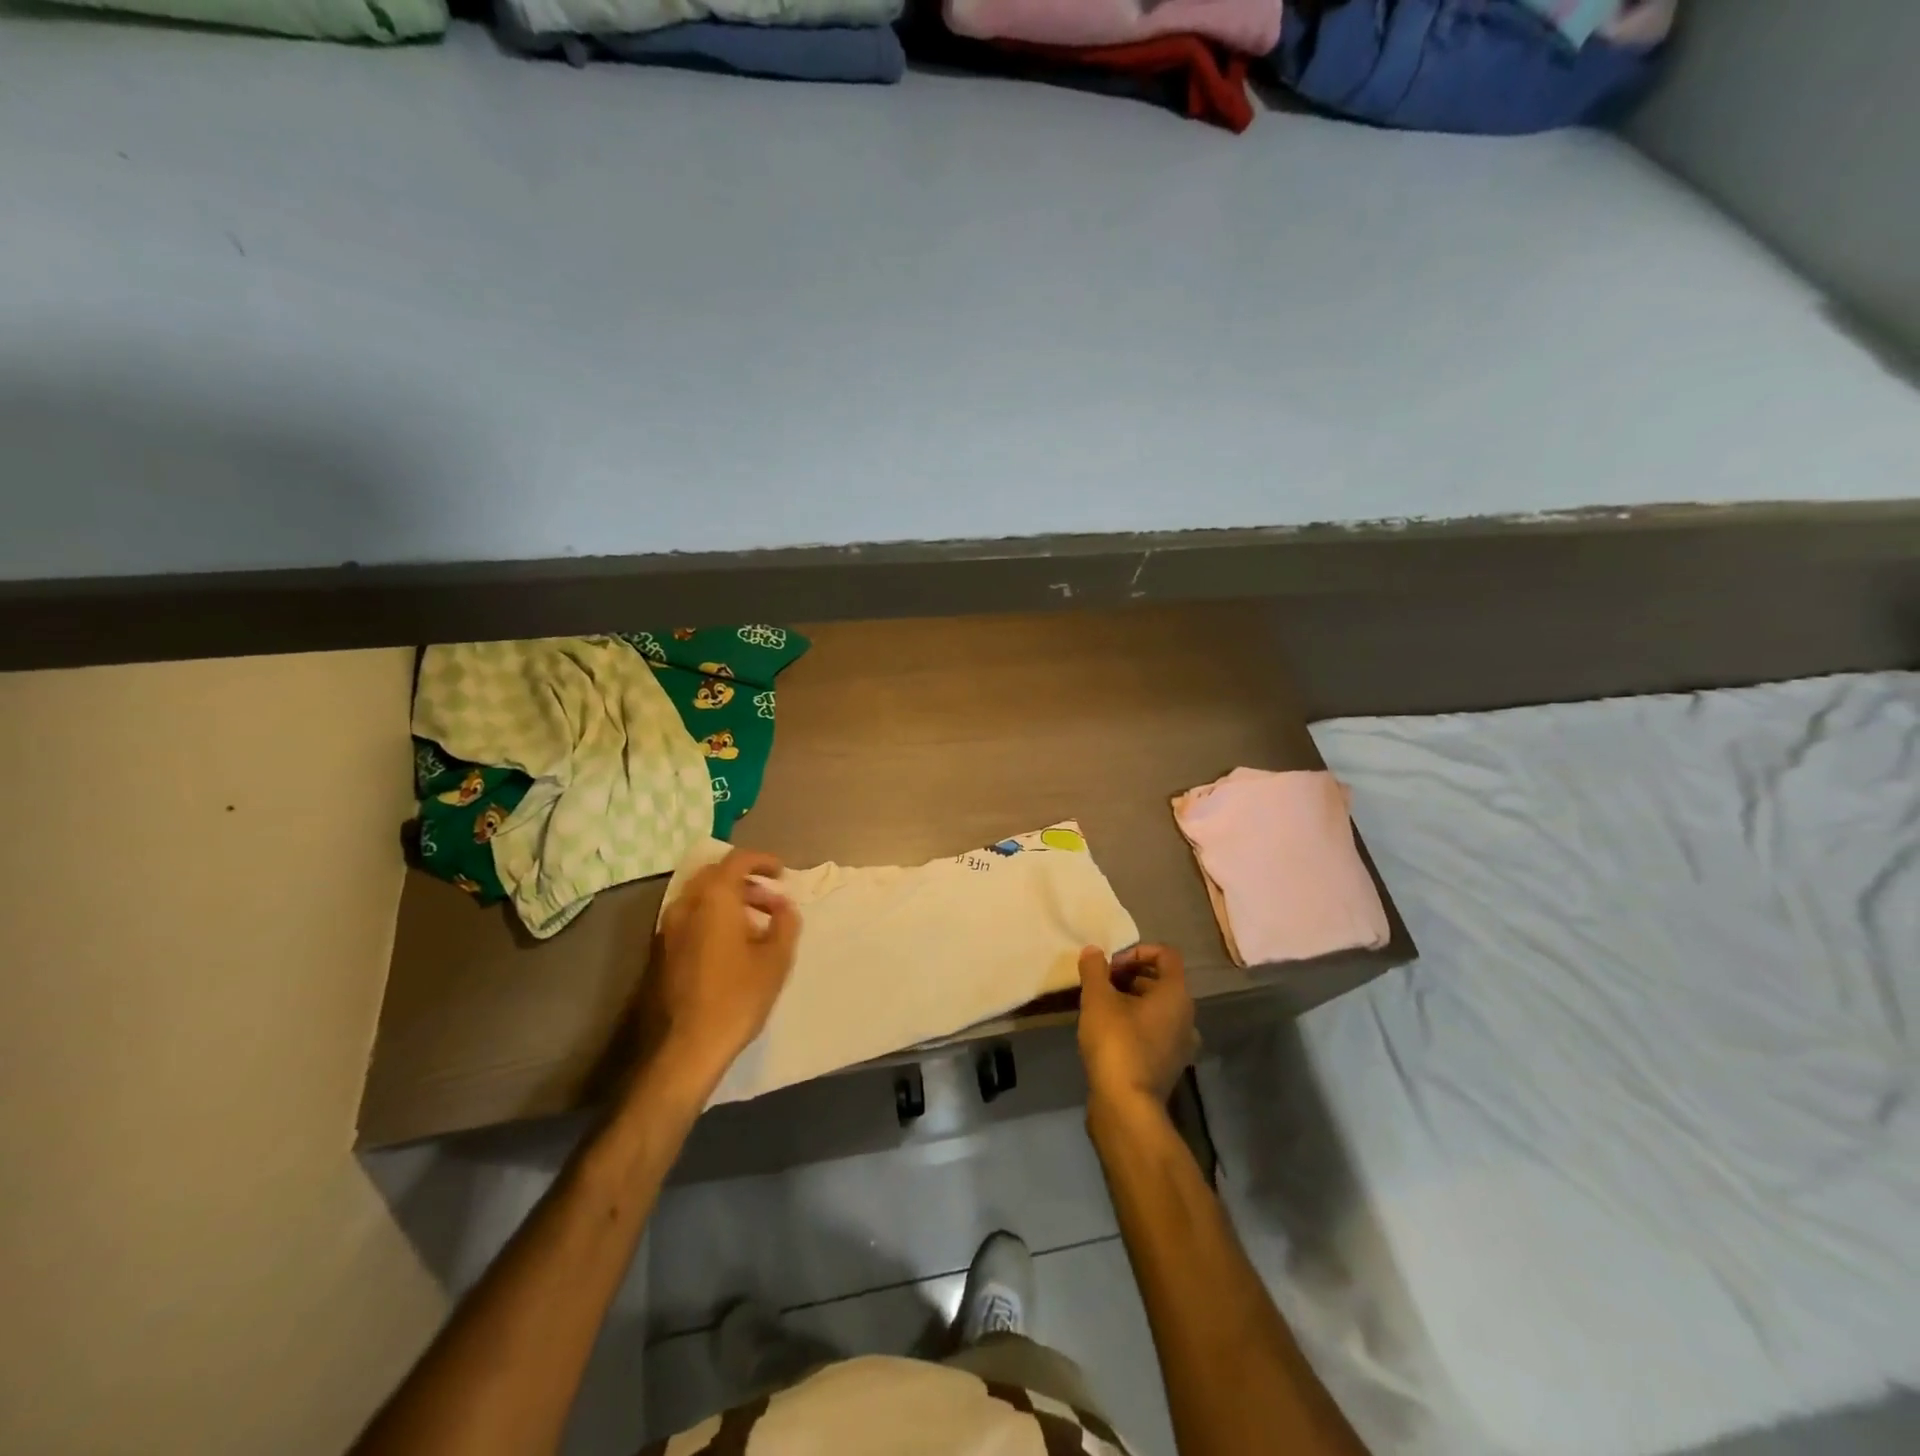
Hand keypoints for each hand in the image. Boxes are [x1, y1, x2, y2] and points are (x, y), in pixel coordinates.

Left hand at [631, 849, 799, 1104]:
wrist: (687, 1046)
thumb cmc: (737, 997)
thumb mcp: (776, 959)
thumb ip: (785, 923)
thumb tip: (784, 905)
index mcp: (714, 899)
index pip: (737, 860)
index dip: (762, 861)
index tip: (782, 874)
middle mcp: (686, 905)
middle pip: (716, 875)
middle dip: (746, 880)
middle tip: (771, 899)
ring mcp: (669, 927)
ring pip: (702, 896)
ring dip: (730, 899)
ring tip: (757, 924)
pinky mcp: (662, 950)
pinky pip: (691, 916)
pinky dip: (714, 916)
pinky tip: (733, 944)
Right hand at [1077, 943, 1198, 1111]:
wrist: (1126, 1107)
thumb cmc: (1116, 1043)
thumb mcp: (1098, 999)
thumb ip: (1095, 969)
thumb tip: (1093, 950)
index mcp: (1176, 994)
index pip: (1166, 955)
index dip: (1137, 951)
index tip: (1111, 965)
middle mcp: (1187, 1016)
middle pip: (1161, 981)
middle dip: (1130, 976)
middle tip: (1101, 985)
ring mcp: (1181, 1044)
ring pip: (1157, 1008)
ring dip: (1131, 1000)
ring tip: (1101, 1008)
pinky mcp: (1170, 1065)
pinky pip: (1155, 1031)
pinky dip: (1136, 1024)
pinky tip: (1109, 1034)